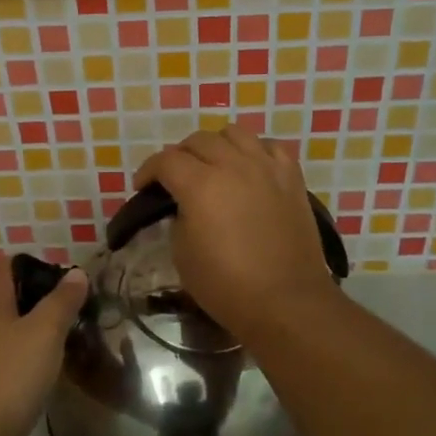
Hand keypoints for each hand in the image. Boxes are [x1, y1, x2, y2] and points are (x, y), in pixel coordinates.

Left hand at [0, 258, 87, 435]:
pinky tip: (18, 366)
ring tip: (30, 331)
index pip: (3, 268)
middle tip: (39, 300)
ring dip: (1, 323)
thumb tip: (75, 273)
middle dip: (8, 291)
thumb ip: (62, 301)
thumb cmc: (11, 373)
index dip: (26, 265)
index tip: (54, 276)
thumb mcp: (46, 332)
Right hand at [135, 125, 339, 340]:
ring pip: (234, 133)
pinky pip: (269, 147)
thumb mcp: (182, 254)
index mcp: (200, 185)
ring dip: (216, 146)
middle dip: (179, 155)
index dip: (148, 171)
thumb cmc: (227, 285)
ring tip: (213, 166)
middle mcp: (233, 165)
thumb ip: (178, 218)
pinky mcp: (292, 178)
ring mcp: (266, 168)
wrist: (286, 302)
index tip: (143, 187)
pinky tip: (249, 169)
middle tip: (175, 178)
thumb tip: (186, 206)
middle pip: (198, 140)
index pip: (165, 160)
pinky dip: (253, 152)